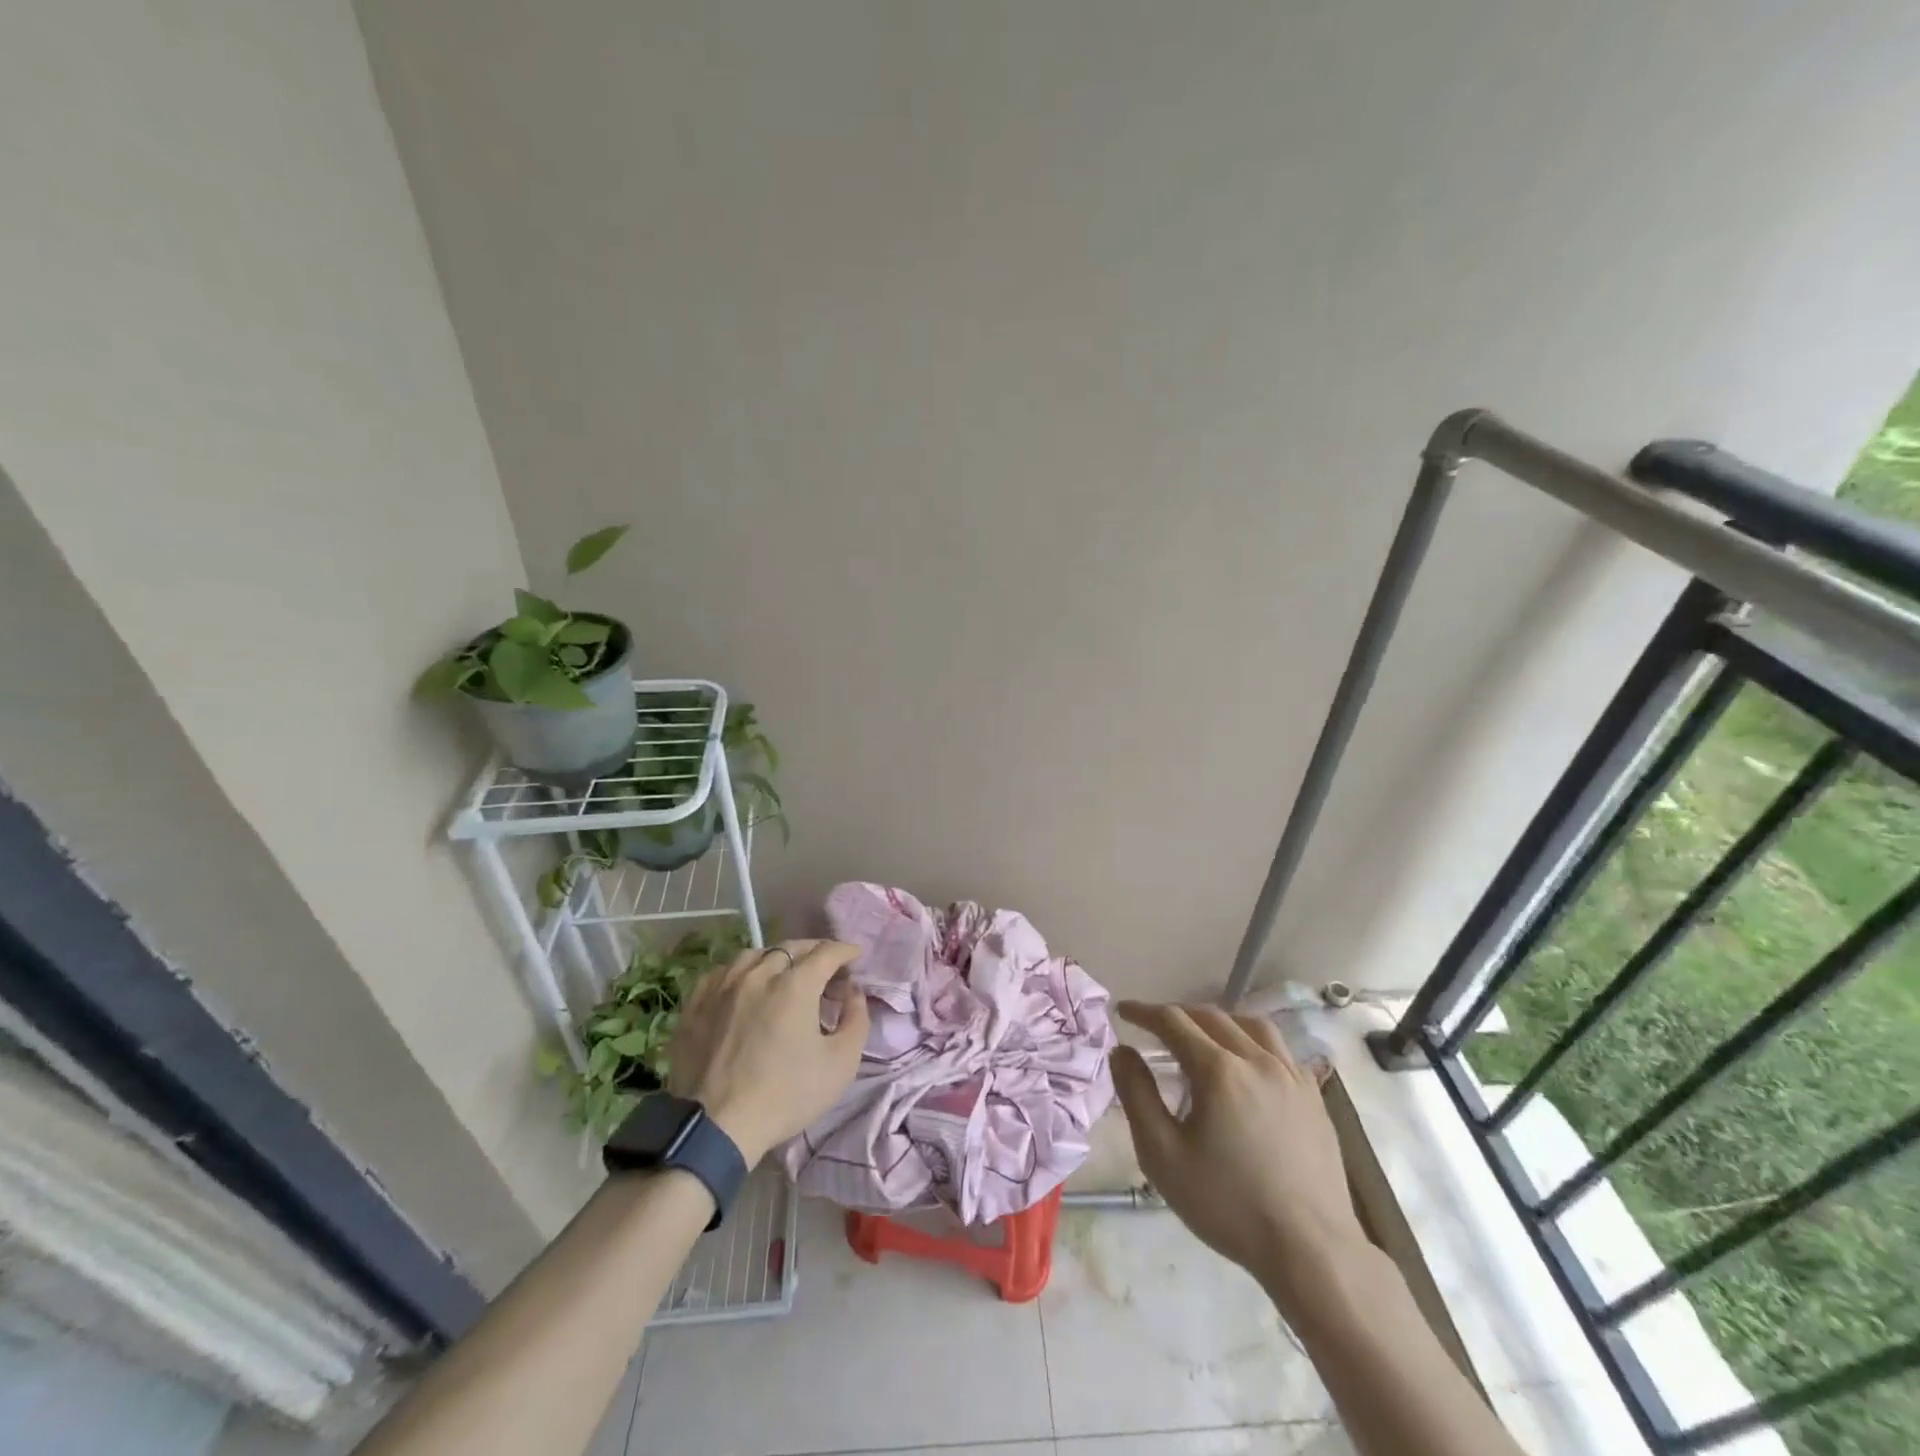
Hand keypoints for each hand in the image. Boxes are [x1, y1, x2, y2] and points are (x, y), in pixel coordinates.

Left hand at [666, 939, 868, 1164]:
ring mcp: (722, 985)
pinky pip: (722, 972)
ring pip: (754, 955)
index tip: (855, 957)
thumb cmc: (786, 1095)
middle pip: (791, 948)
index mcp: (795, 984)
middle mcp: (758, 973)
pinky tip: (744, 987)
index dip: (845, 951)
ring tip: (783, 975)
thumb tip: (854, 991)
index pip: (827, 952)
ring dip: (776, 959)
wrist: (716, 1128)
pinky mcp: (696, 1003)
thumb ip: (857, 1019)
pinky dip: (741, 972)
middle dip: (814, 952)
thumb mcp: (841, 1064)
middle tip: (825, 968)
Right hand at [1110, 1001, 1367, 1305]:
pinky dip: (1254, 1043)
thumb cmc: (1228, 1205)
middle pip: (1211, 1017)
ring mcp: (1291, 1076)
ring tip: (1202, 1036)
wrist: (1311, 1251)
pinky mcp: (1314, 1097)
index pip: (1173, 1021)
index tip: (1123, 1011)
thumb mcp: (1163, 1155)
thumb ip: (1137, 1095)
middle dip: (1177, 1015)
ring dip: (1219, 1022)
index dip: (1144, 1012)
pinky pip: (1281, 1050)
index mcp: (1218, 1070)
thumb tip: (1121, 1051)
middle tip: (1155, 1026)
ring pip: (1251, 1026)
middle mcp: (1257, 1060)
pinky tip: (1248, 1066)